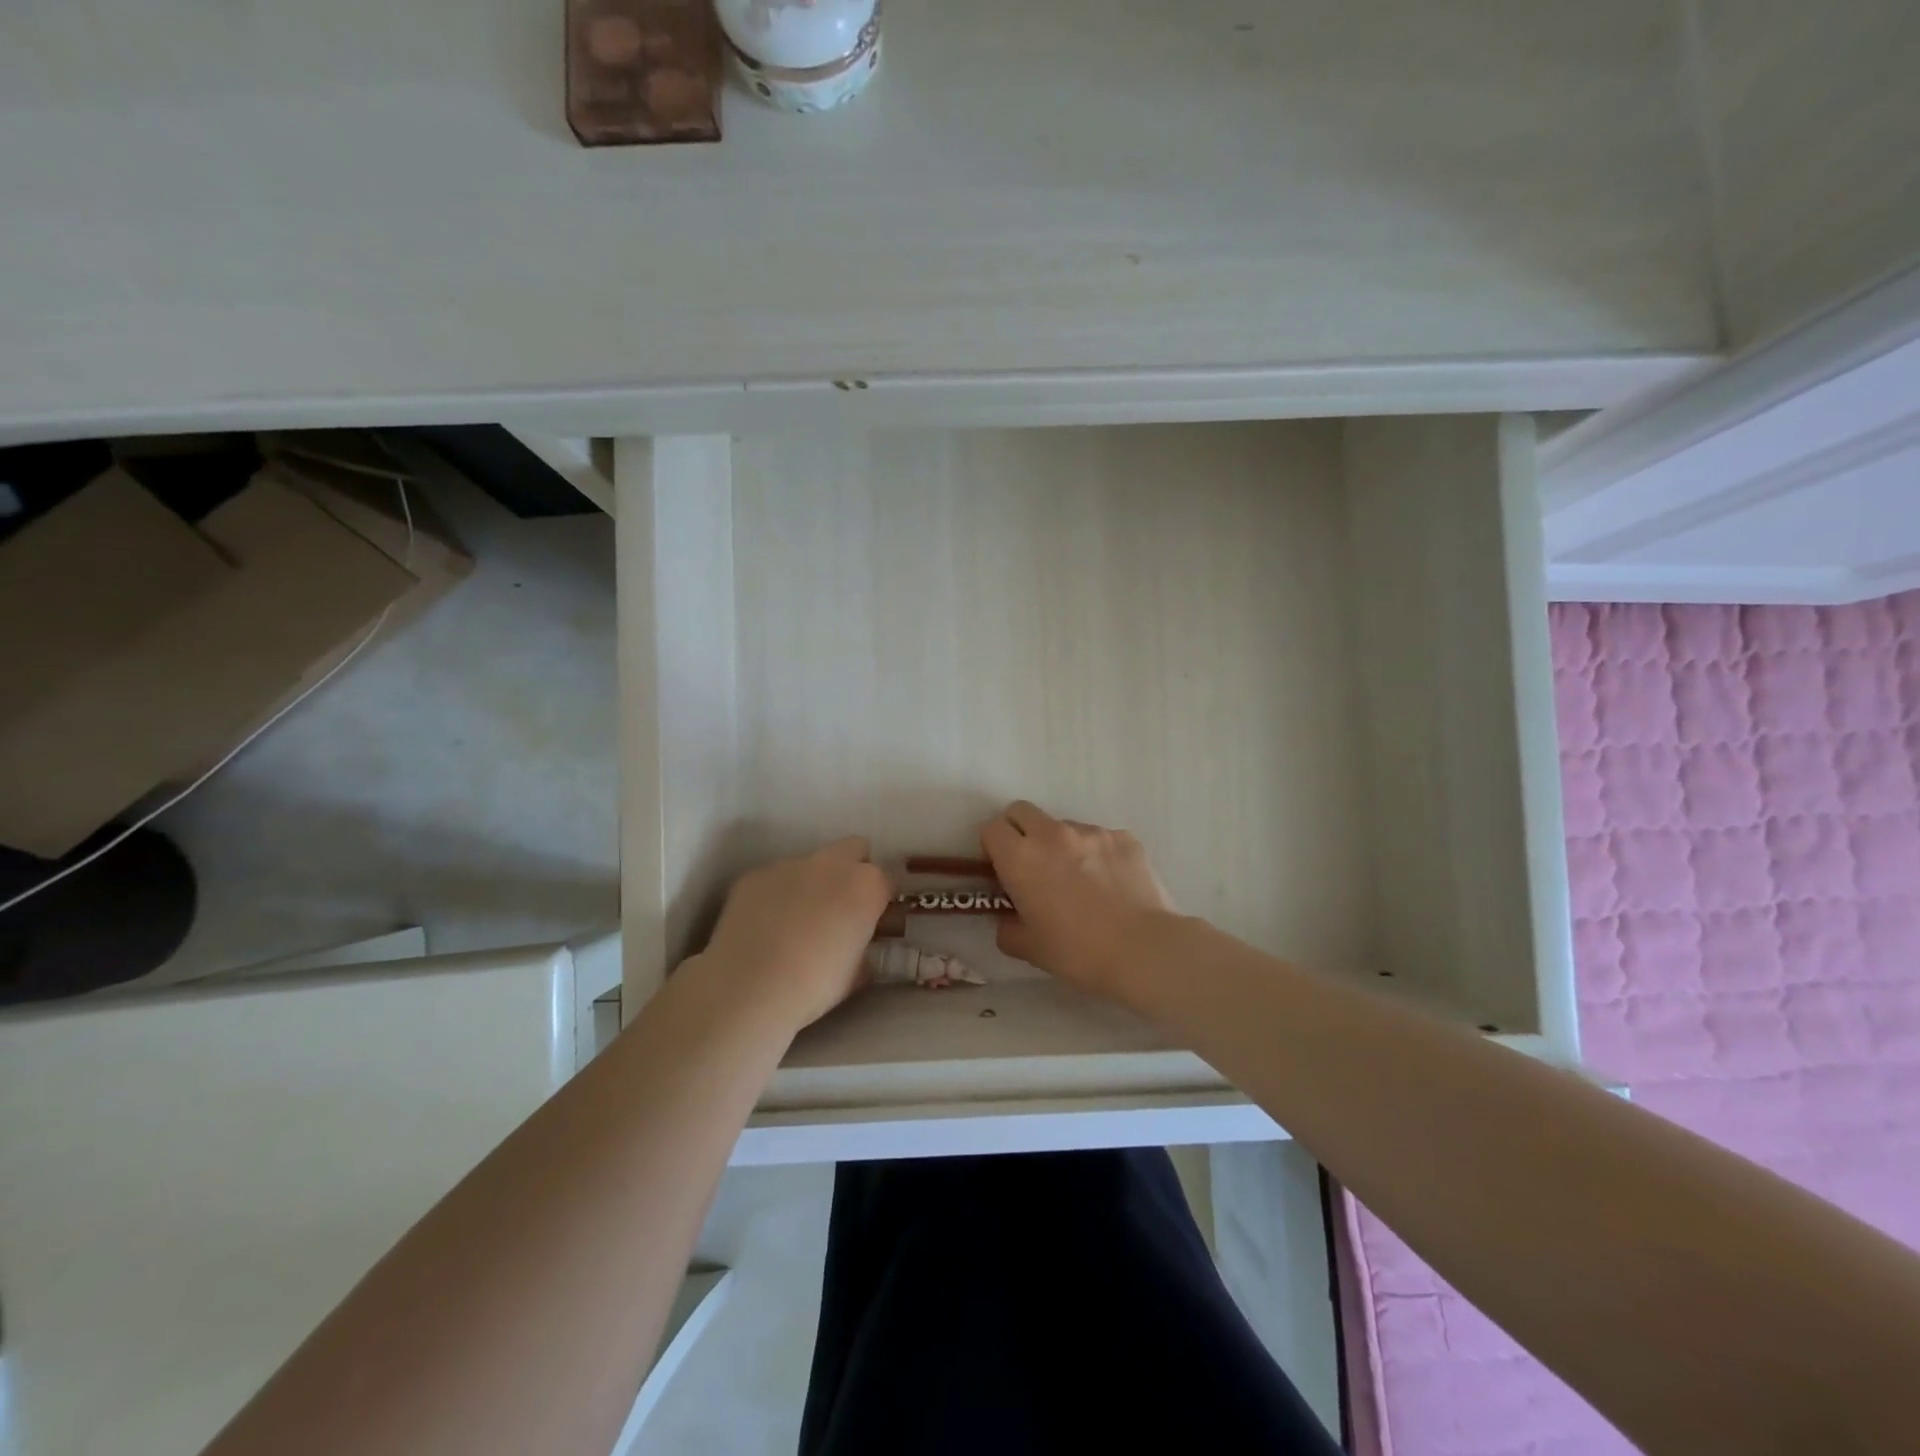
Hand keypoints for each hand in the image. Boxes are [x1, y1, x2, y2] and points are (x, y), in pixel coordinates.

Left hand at [694, 837, 891, 1030]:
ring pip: (811, 864)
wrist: (748, 987)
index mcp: (866, 885)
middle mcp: (831, 864)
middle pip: (853, 849)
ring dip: (811, 883)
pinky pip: (774, 878)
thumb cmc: (814, 984)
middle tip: (841, 906)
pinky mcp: (754, 874)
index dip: (881, 900)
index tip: (873, 920)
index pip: (886, 880)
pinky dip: (776, 895)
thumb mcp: (856, 974)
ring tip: (795, 922)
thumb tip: (860, 950)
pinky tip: (764, 926)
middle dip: (852, 870)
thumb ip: (864, 951)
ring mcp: (789, 864)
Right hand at [979, 801, 1175, 996]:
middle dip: (1019, 832)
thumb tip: (1009, 917)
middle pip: (1021, 811)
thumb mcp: (1029, 948)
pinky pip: (1099, 838)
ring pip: (1063, 826)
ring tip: (1080, 882)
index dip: (992, 847)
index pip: (991, 828)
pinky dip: (1096, 854)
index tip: (1001, 869)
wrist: (1144, 950)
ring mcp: (1091, 832)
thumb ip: (1008, 927)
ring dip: (1060, 845)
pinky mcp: (1123, 837)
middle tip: (1032, 865)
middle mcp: (1052, 834)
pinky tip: (1110, 885)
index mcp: (1021, 858)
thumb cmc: (1078, 952)